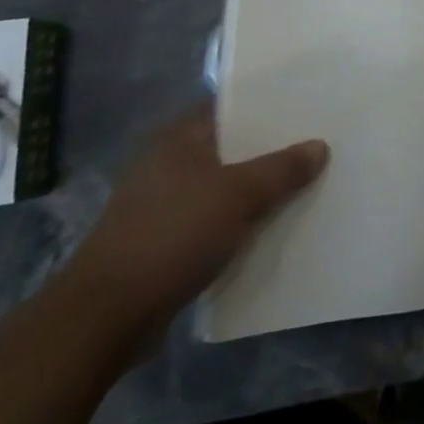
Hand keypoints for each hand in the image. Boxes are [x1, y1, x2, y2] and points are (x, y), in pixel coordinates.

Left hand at [62, 106, 327, 342]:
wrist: (104, 320)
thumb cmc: (172, 236)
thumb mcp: (239, 196)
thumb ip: (282, 169)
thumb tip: (320, 146)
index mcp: (180, 136)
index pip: (232, 104)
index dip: (270, 104)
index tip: (308, 106)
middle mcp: (168, 161)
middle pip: (231, 145)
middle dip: (269, 149)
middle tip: (316, 144)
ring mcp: (161, 203)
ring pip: (222, 184)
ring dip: (255, 189)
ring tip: (302, 184)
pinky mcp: (160, 241)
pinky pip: (211, 218)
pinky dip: (237, 221)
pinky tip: (268, 228)